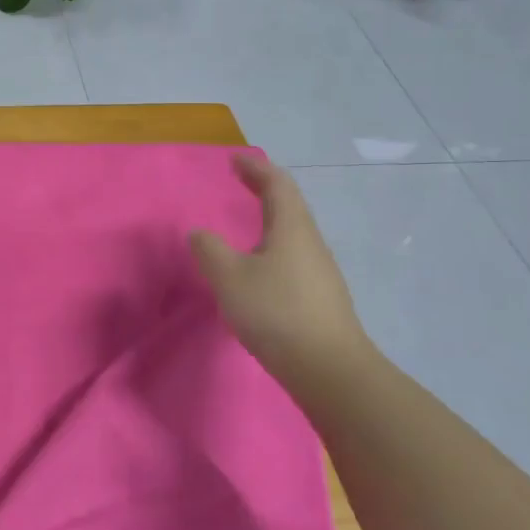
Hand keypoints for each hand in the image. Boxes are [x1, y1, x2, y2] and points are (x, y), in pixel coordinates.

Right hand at [189, 154, 374, 388]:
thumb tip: (200, 233)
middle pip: (290, 206)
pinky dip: (273, 246)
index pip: (277, 185)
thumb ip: (210, 250)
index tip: (235, 160)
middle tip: (241, 182)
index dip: (256, 169)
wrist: (329, 370)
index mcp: (292, 229)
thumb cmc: (276, 312)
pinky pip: (293, 258)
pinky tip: (258, 268)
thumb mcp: (229, 277)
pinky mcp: (319, 298)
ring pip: (293, 234)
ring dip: (270, 219)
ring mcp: (320, 272)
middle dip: (264, 190)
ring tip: (247, 223)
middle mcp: (311, 243)